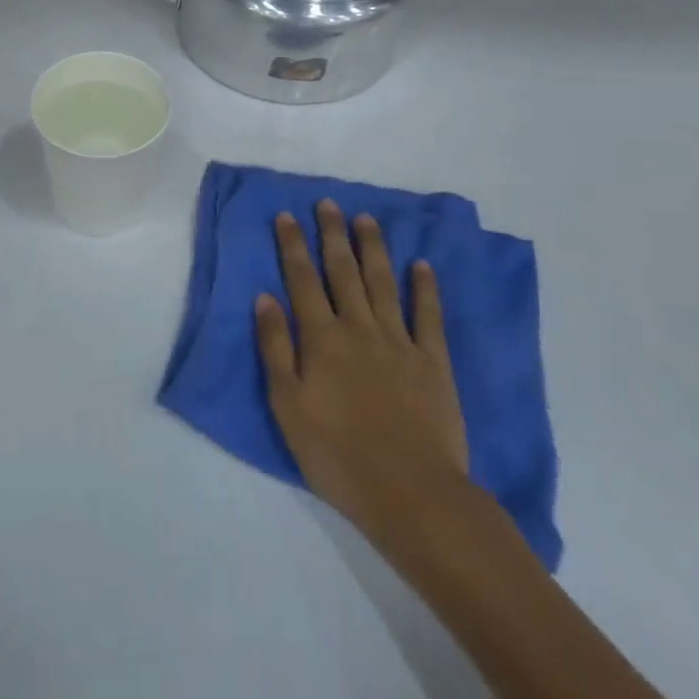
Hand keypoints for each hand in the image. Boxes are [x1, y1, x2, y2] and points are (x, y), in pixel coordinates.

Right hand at [254, 201, 470, 561]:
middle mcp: (359, 328)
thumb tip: (265, 297)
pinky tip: (421, 266)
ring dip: (373, 249)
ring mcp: (400, 342)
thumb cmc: (337, 455)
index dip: (293, 245)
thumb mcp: (288, 406)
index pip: (303, 280)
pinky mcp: (433, 362)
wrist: (411, 494)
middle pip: (343, 272)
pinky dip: (425, 288)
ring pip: (383, 284)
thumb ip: (276, 348)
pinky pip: (428, 316)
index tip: (287, 216)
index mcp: (322, 339)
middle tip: (328, 204)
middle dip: (332, 235)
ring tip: (366, 219)